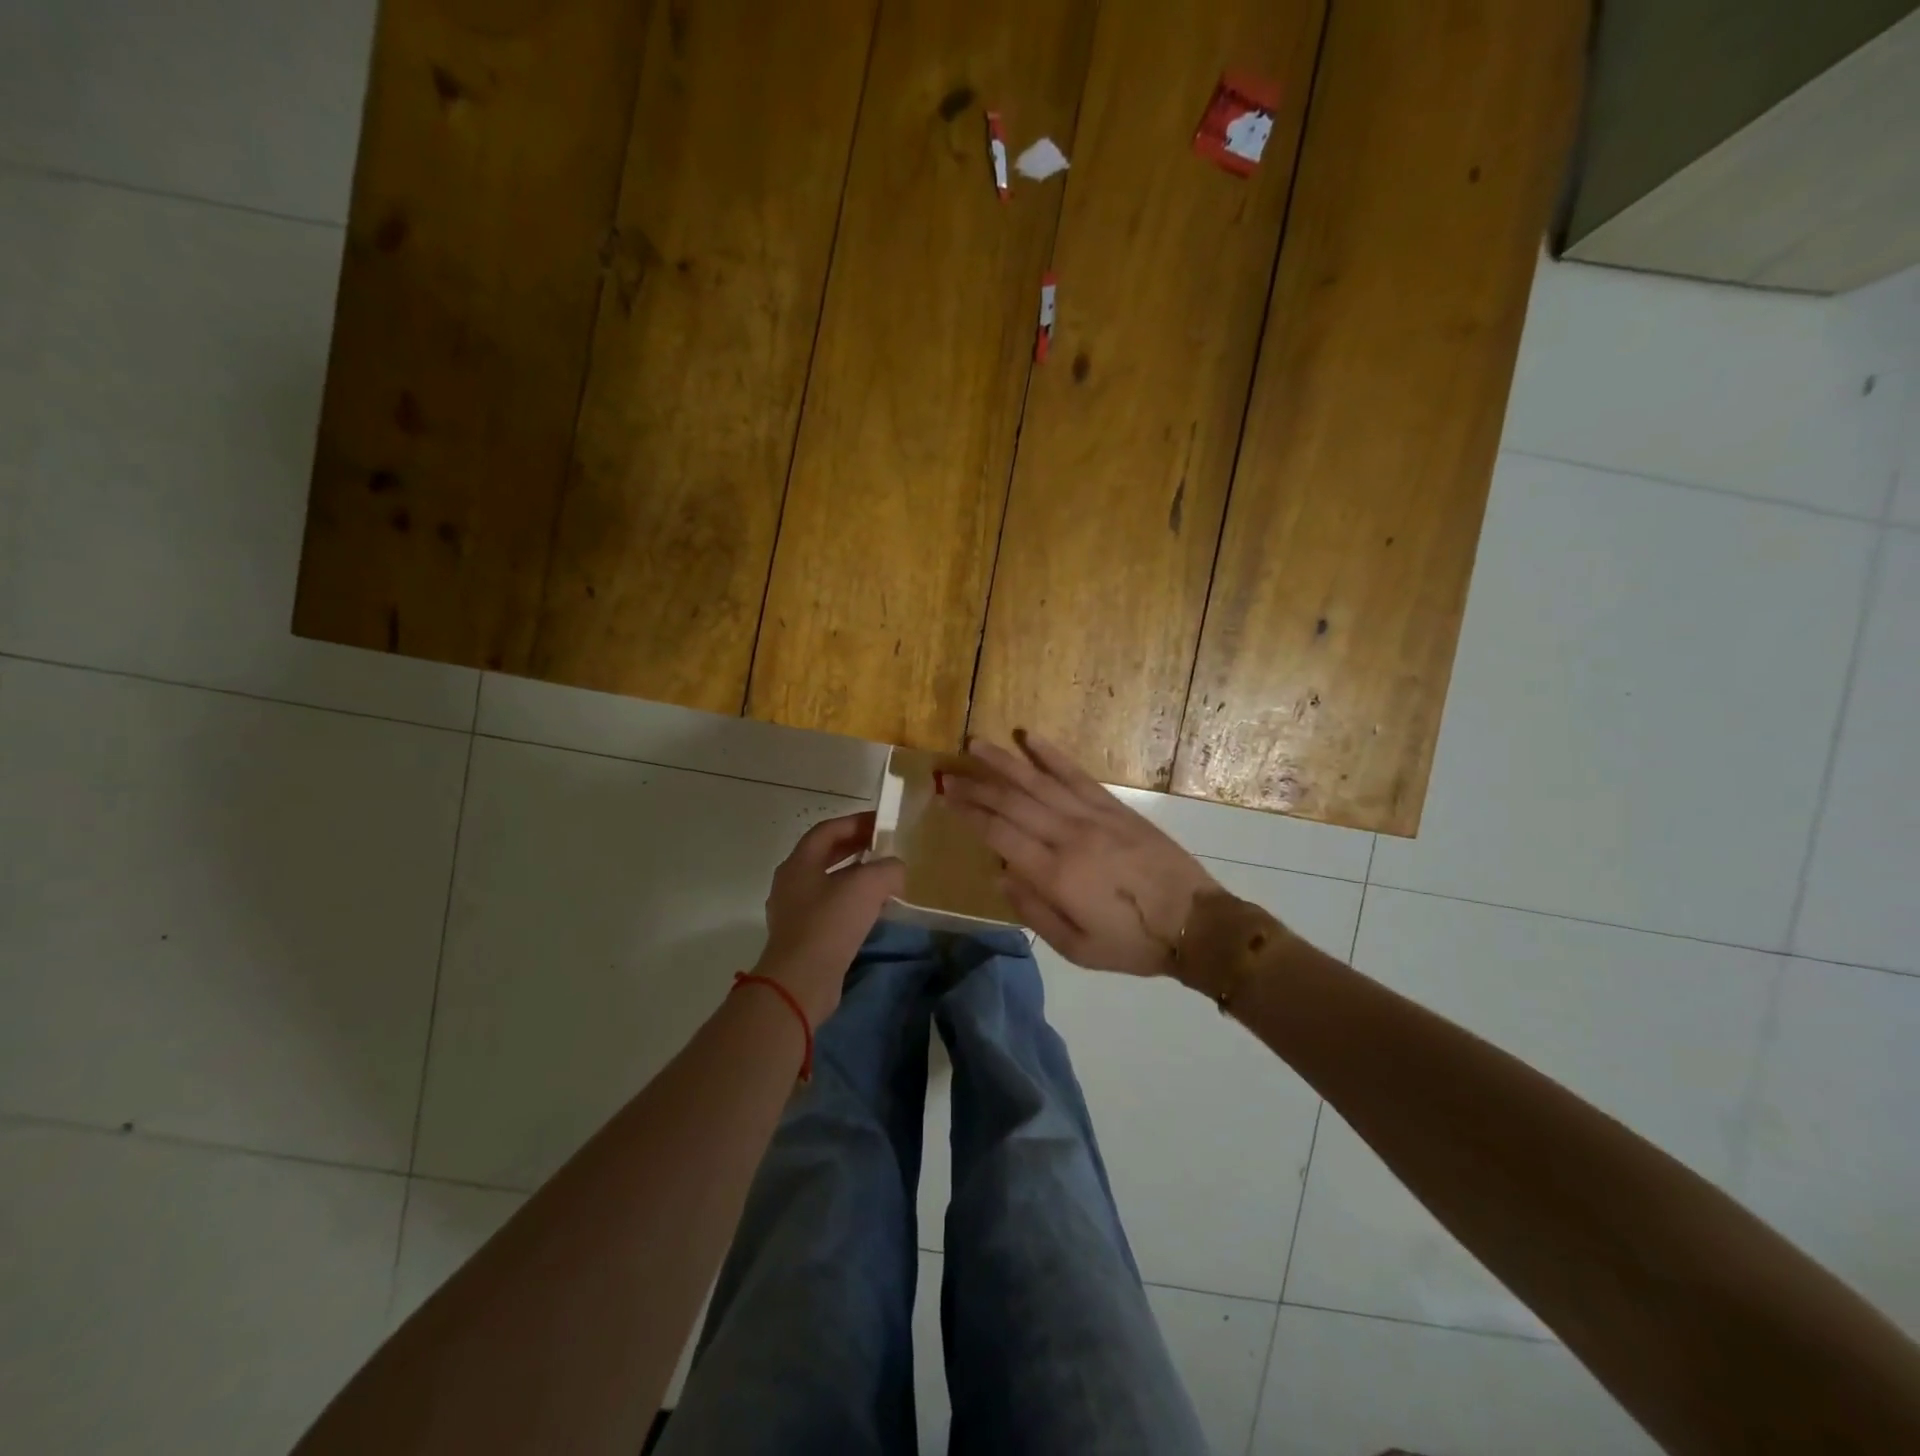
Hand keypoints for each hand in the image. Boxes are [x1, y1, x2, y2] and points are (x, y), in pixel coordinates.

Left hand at [755, 812, 904, 1021]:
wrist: (800, 981)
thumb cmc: (830, 923)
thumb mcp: (868, 885)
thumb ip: (888, 868)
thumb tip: (895, 869)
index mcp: (799, 862)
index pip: (829, 830)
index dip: (856, 822)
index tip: (882, 823)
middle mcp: (791, 882)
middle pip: (825, 855)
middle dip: (856, 848)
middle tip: (885, 848)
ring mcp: (792, 912)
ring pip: (827, 884)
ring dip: (854, 878)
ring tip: (883, 880)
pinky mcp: (801, 937)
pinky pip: (828, 910)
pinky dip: (850, 903)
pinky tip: (872, 913)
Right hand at [942, 733, 1220, 976]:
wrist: (1195, 923)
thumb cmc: (1132, 943)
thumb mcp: (1077, 949)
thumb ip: (1034, 913)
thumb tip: (1001, 874)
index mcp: (1056, 874)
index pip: (1000, 834)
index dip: (969, 813)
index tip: (945, 797)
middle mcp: (1069, 836)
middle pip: (1013, 802)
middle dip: (976, 785)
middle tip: (948, 772)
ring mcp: (1094, 816)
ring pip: (1039, 781)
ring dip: (1004, 761)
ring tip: (976, 743)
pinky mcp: (1115, 807)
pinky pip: (1077, 775)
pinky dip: (1051, 754)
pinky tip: (1030, 737)